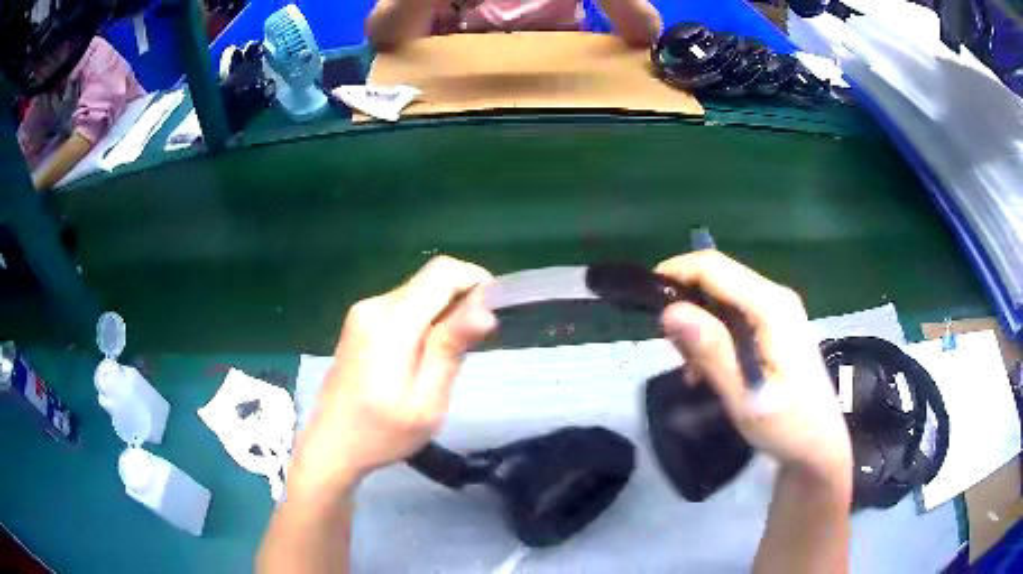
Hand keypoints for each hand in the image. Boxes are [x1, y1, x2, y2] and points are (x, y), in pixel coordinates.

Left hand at [287, 256, 496, 496]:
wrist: (331, 444)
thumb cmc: (381, 433)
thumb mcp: (425, 402)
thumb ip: (450, 350)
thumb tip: (485, 309)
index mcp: (390, 323)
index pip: (442, 272)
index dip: (476, 281)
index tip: (493, 315)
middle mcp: (375, 306)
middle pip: (431, 280)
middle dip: (462, 302)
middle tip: (472, 348)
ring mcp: (364, 312)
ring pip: (419, 292)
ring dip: (444, 314)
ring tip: (446, 361)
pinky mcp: (361, 322)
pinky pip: (404, 306)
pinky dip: (425, 320)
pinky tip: (422, 358)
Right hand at [656, 251, 851, 482]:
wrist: (819, 444)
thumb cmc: (786, 425)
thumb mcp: (744, 395)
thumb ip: (711, 351)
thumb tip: (670, 311)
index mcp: (771, 307)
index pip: (714, 267)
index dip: (676, 272)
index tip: (645, 298)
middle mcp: (776, 297)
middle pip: (718, 279)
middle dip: (687, 307)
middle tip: (674, 353)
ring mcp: (778, 310)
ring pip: (723, 298)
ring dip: (699, 327)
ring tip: (694, 371)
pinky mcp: (776, 325)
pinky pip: (735, 316)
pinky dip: (715, 336)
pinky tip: (710, 370)